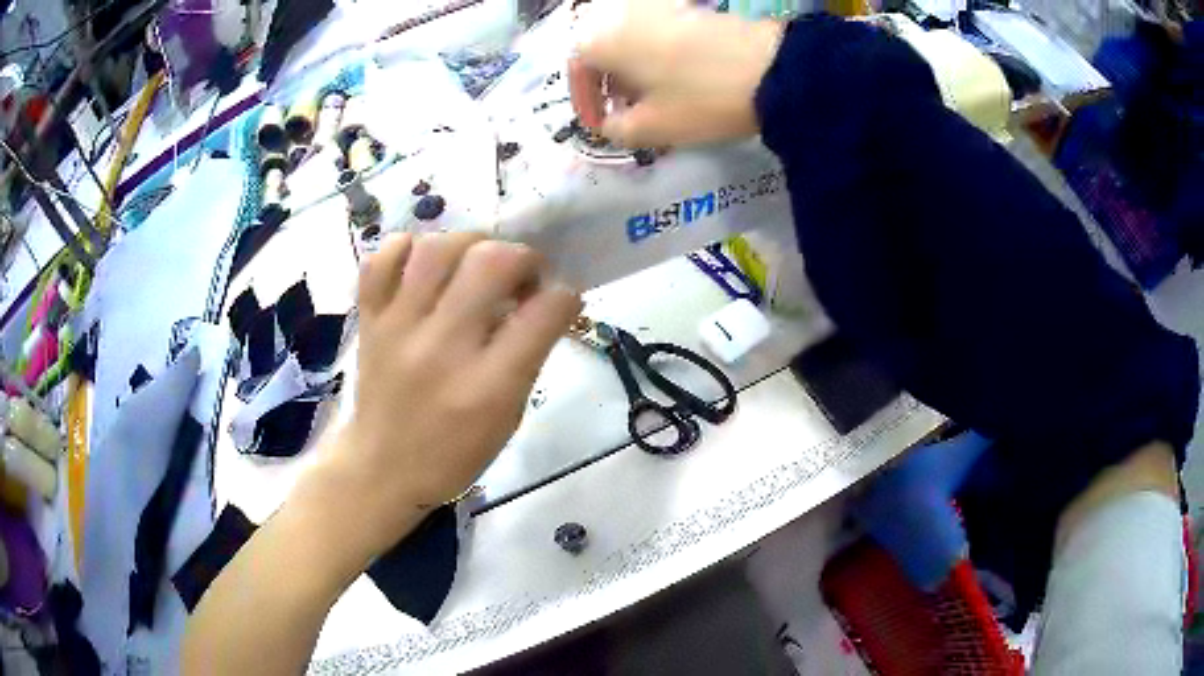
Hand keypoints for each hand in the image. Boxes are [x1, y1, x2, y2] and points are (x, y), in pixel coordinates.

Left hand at [305, 233, 581, 558]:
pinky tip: (424, 265)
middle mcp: (442, 349)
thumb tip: (541, 301)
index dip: (564, 295)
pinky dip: (407, 248)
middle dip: (522, 256)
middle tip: (521, 275)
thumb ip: (527, 357)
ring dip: (469, 243)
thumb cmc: (454, 453)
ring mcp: (398, 329)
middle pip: (491, 263)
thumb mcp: (507, 419)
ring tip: (475, 262)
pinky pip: (382, 259)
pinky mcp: (369, 320)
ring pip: (437, 248)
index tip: (560, 299)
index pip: (544, 313)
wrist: (383, 468)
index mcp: (488, 388)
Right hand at [569, 0, 783, 147]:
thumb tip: (611, 124)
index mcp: (601, 39)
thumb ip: (617, 130)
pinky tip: (675, 79)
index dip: (585, 102)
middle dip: (607, 84)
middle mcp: (621, 14)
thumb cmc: (700, 99)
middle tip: (623, 113)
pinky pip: (656, 33)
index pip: (576, 69)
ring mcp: (657, 7)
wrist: (772, 69)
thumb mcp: (652, 127)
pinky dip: (655, 56)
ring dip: (631, 70)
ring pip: (629, 40)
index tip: (600, 127)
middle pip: (601, 50)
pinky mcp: (688, 8)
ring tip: (650, 99)